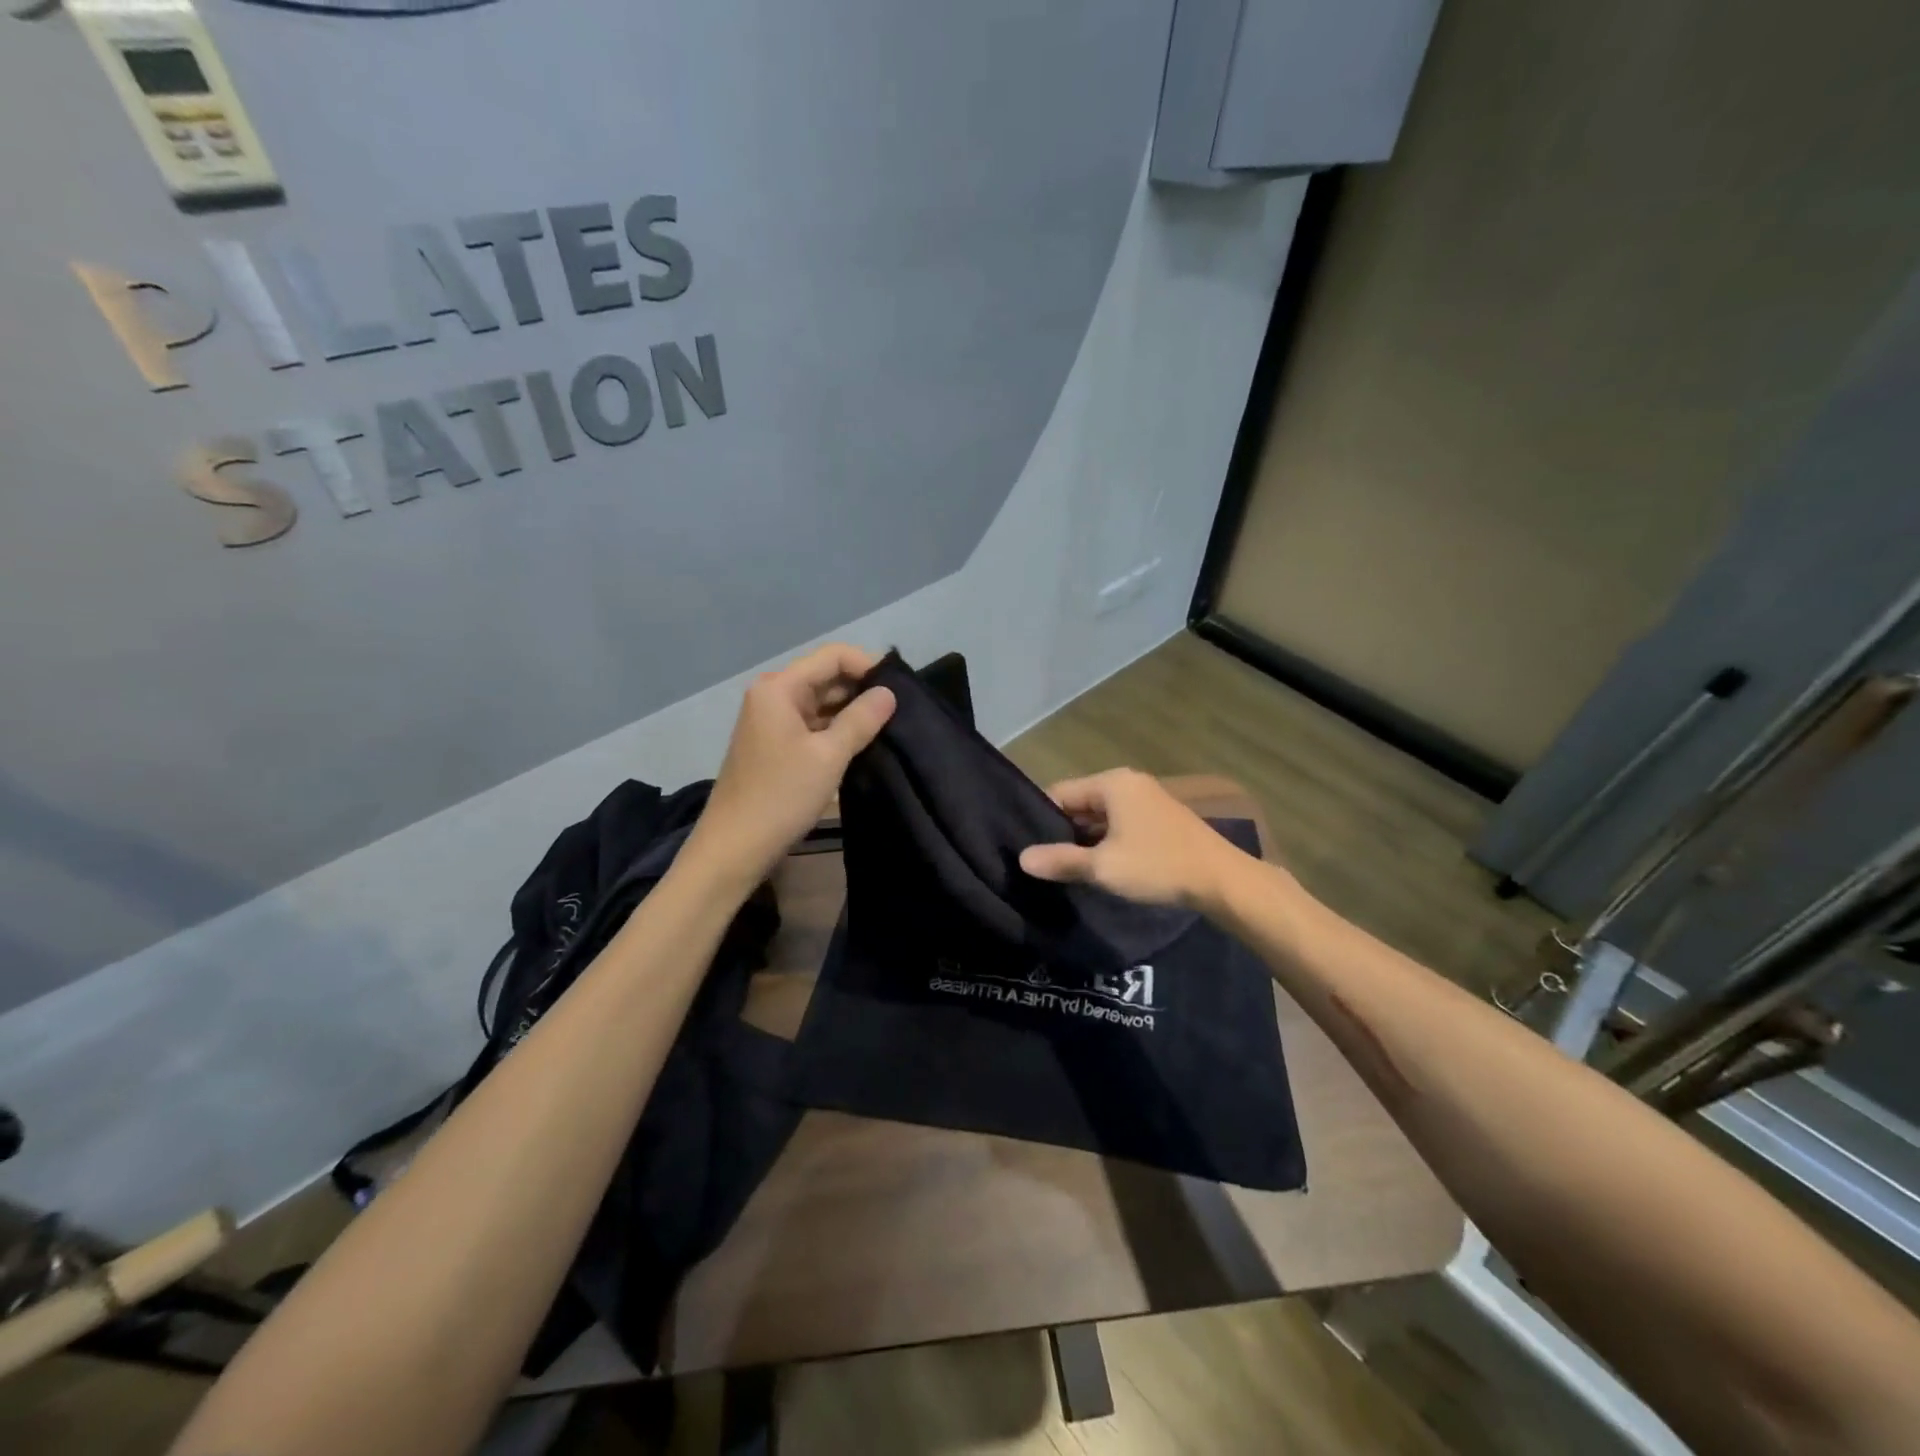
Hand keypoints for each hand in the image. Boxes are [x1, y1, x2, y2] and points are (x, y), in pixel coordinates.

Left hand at [685, 644, 895, 891]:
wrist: (735, 847)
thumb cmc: (781, 796)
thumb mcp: (829, 756)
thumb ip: (861, 719)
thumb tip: (889, 693)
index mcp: (779, 688)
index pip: (833, 656)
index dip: (868, 665)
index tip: (900, 688)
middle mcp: (772, 696)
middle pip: (825, 676)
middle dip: (862, 689)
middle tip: (901, 710)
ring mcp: (771, 720)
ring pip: (820, 702)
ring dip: (851, 711)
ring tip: (889, 726)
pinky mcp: (775, 744)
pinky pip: (812, 724)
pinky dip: (836, 729)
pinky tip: (862, 743)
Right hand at [1018, 769, 1243, 911]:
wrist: (1222, 880)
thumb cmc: (1158, 865)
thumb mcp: (1103, 867)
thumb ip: (1061, 860)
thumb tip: (1022, 858)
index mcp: (1112, 783)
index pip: (1059, 792)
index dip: (1039, 818)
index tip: (1025, 845)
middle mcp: (1128, 783)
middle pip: (1080, 802)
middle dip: (1062, 830)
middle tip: (1042, 860)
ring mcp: (1147, 799)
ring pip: (1100, 816)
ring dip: (1085, 838)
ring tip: (1064, 866)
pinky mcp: (1160, 819)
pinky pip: (1120, 824)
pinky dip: (1106, 841)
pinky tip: (1098, 865)